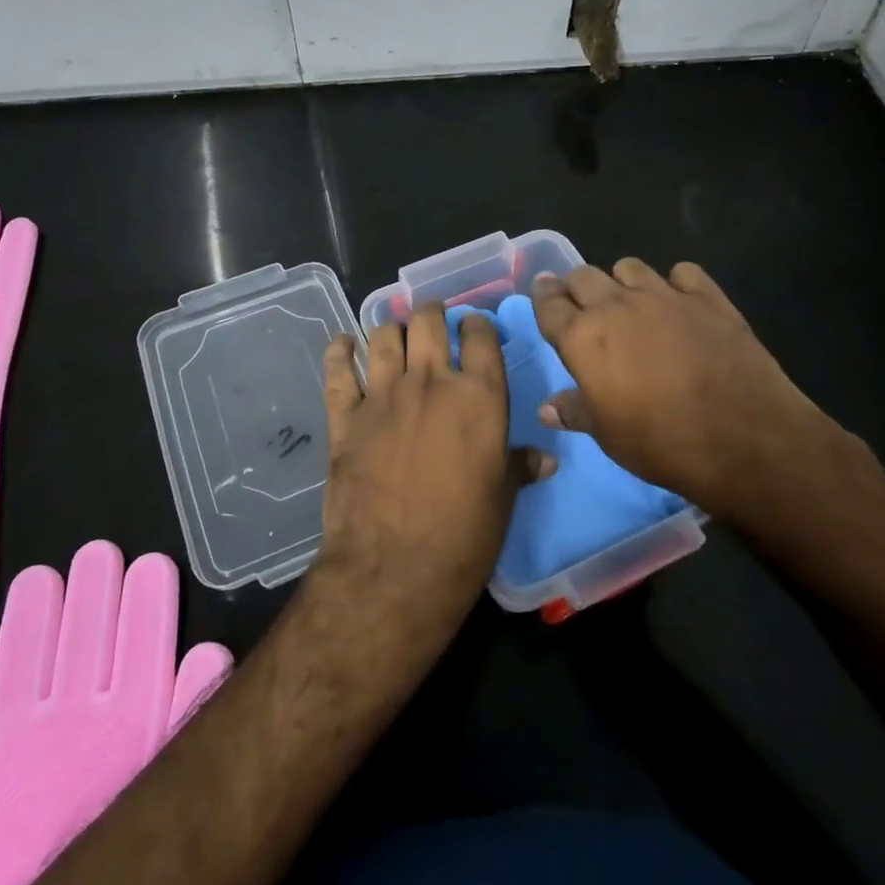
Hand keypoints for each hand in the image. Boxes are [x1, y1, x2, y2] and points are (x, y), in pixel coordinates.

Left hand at [310, 302, 551, 645]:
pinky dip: (340, 352)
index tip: (476, 330)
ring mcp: (383, 395)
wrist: (393, 570)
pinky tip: (343, 345)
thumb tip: (546, 458)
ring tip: (396, 336)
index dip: (478, 326)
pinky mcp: (345, 416)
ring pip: (384, 336)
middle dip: (433, 314)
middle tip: (434, 321)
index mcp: (479, 397)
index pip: (481, 336)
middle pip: (428, 322)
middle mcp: (430, 382)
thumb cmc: (463, 537)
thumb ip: (519, 466)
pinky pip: (338, 370)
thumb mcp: (503, 499)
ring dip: (392, 330)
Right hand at [531, 259, 851, 520]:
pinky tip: (681, 304)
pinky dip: (676, 283)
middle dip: (576, 287)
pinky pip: (682, 272)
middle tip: (582, 305)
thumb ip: (575, 411)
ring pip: (629, 266)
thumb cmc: (661, 442)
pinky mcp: (707, 297)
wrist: (743, 438)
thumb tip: (547, 408)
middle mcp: (616, 306)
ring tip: (630, 303)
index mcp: (583, 337)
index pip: (549, 304)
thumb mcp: (607, 435)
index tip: (543, 295)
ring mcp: (664, 296)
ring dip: (622, 281)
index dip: (542, 298)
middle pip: (583, 276)